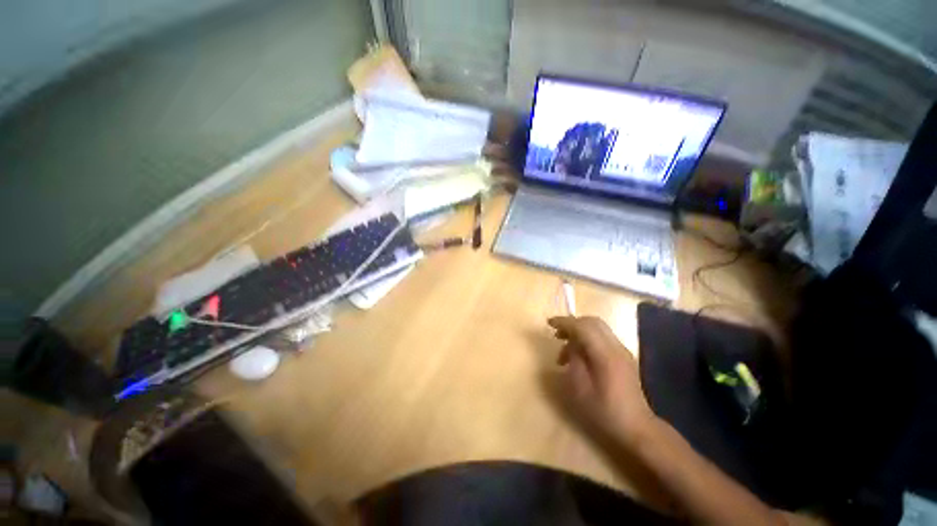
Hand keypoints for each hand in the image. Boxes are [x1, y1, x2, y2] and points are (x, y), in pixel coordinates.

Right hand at [548, 316, 656, 444]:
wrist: (636, 427)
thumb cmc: (604, 410)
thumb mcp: (580, 387)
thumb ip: (574, 359)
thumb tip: (571, 344)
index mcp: (605, 354)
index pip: (583, 327)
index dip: (564, 322)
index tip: (549, 324)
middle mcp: (616, 347)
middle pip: (592, 322)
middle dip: (572, 324)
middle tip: (557, 335)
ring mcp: (622, 351)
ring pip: (598, 329)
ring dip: (579, 333)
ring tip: (565, 353)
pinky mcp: (623, 357)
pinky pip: (602, 338)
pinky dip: (588, 339)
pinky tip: (579, 356)